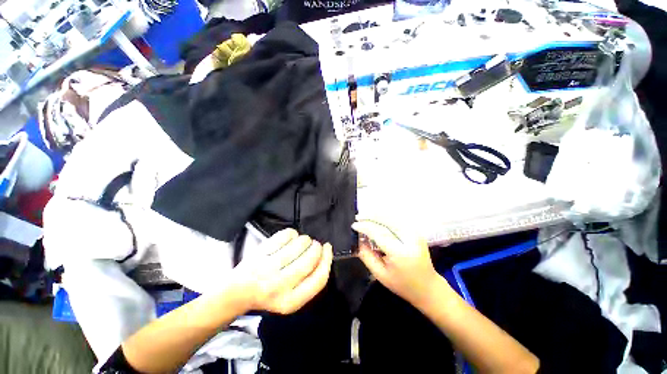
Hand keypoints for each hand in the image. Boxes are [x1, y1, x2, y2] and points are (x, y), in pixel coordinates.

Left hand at [233, 229, 332, 313]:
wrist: (238, 292)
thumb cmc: (271, 294)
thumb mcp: (293, 297)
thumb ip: (311, 280)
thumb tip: (325, 253)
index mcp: (291, 302)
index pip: (319, 278)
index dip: (327, 259)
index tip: (328, 248)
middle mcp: (280, 286)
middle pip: (311, 258)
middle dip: (316, 247)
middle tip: (313, 245)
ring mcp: (268, 268)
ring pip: (300, 244)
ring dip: (305, 239)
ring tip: (300, 242)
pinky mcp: (260, 253)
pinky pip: (286, 235)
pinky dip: (292, 233)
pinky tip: (289, 238)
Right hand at [352, 219, 441, 306]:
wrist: (427, 286)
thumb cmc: (402, 284)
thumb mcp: (380, 274)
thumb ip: (366, 256)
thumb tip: (358, 239)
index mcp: (400, 252)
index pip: (379, 233)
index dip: (365, 227)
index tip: (354, 225)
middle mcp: (409, 239)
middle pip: (387, 220)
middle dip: (370, 216)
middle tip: (358, 217)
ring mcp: (415, 233)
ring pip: (393, 216)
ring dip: (377, 214)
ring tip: (365, 215)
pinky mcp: (416, 231)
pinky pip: (398, 219)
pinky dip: (385, 216)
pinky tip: (377, 217)